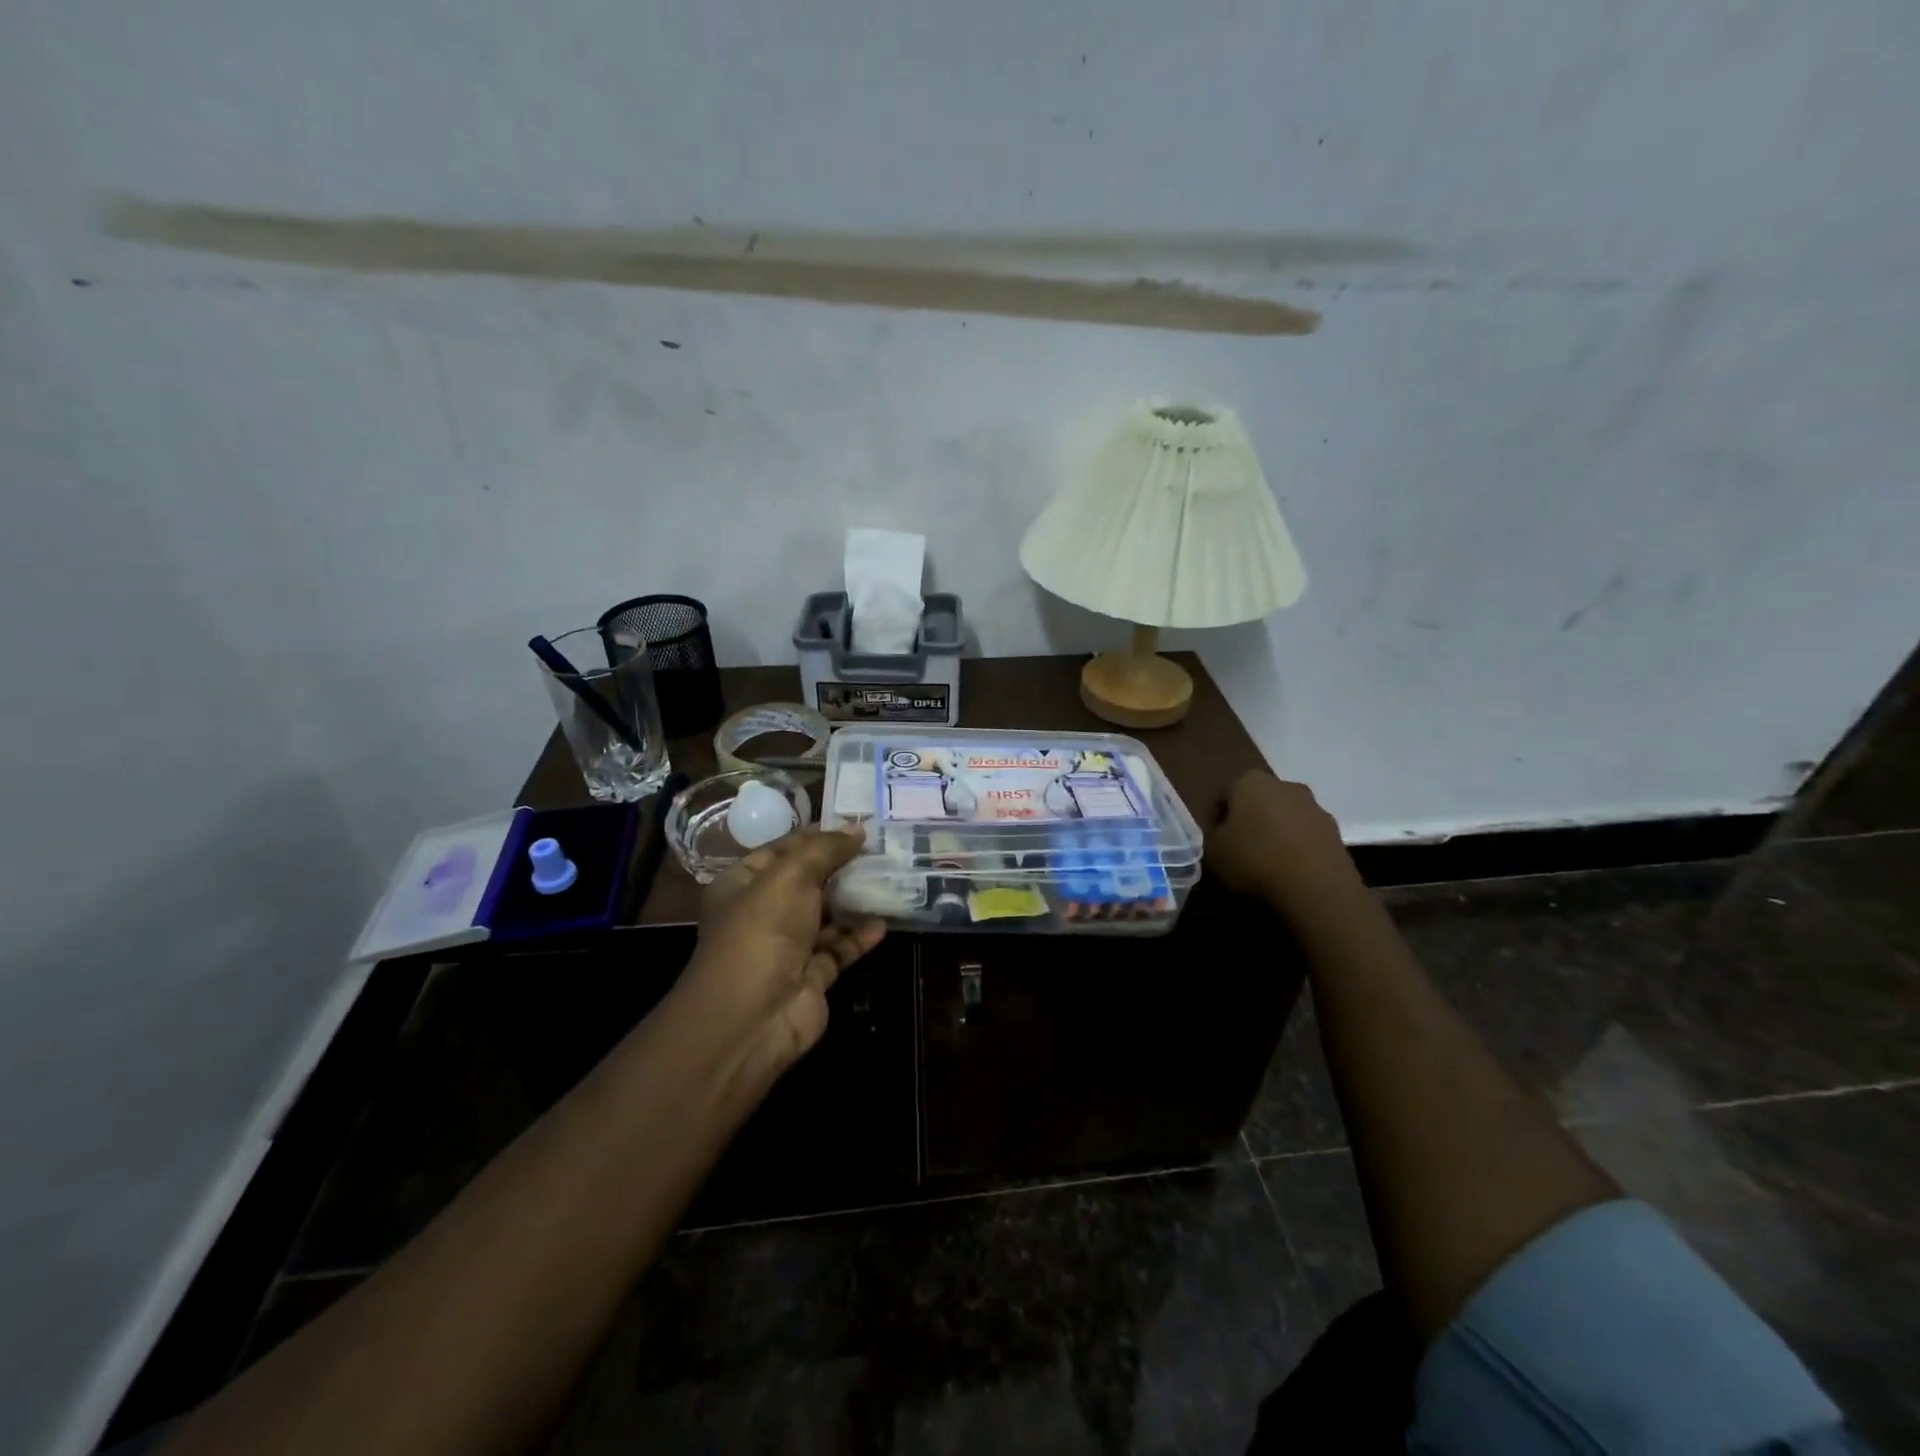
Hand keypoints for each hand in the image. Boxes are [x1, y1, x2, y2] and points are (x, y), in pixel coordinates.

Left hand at [683, 825, 885, 1074]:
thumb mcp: (790, 876)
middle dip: (841, 866)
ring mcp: (788, 947)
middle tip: (882, 848)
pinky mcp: (812, 976)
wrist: (753, 1016)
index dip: (816, 835)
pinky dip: (860, 936)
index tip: (856, 824)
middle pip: (807, 881)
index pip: (782, 849)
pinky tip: (883, 921)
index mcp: (743, 884)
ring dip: (854, 899)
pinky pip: (840, 948)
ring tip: (890, 878)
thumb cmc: (762, 931)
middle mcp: (763, 913)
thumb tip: (858, 827)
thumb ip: (825, 849)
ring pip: (827, 915)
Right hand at [1208, 771, 1359, 912]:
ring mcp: (1315, 807)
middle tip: (1241, 847)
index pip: (1225, 794)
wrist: (1316, 889)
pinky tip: (1291, 870)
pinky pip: (1307, 835)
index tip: (1215, 839)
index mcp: (1250, 782)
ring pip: (1286, 816)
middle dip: (1250, 819)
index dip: (1217, 817)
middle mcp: (1285, 785)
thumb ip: (1213, 836)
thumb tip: (1223, 833)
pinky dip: (1297, 847)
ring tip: (1268, 862)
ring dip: (1277, 832)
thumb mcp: (1213, 852)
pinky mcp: (1336, 831)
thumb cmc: (1254, 861)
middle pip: (1259, 800)